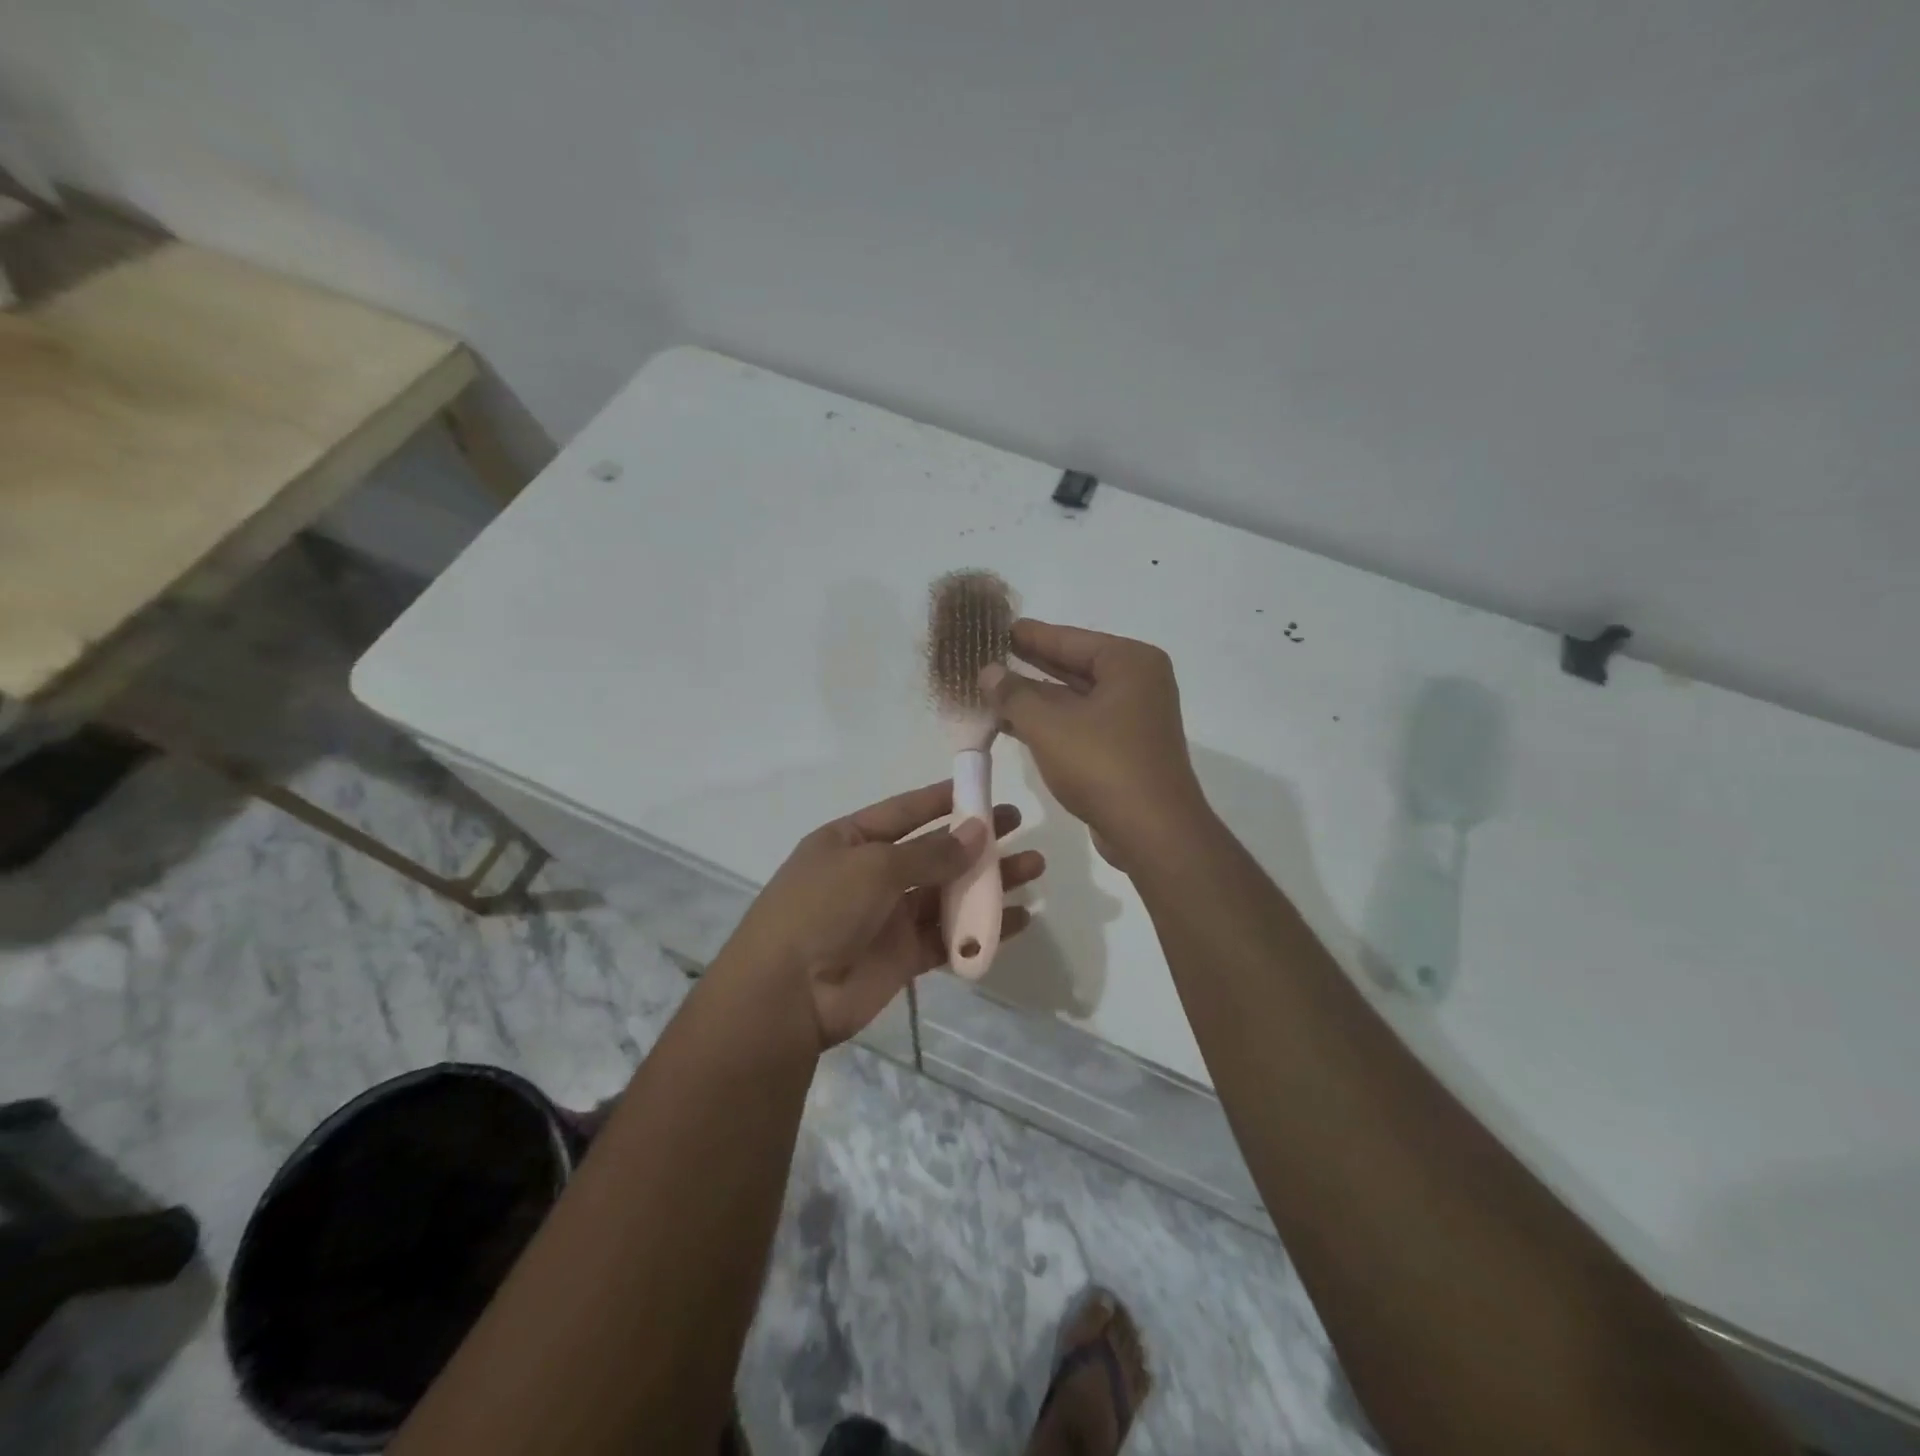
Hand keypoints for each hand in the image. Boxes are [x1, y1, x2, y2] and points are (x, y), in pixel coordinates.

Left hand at [724, 781, 1043, 1048]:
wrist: (786, 995)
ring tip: (1034, 868)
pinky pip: (949, 936)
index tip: (984, 788)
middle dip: (976, 839)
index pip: (906, 811)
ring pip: (948, 893)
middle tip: (1019, 826)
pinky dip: (982, 929)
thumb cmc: (822, 910)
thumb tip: (978, 831)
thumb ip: (930, 852)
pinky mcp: (904, 956)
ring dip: (989, 882)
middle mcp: (872, 875)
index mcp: (852, 841)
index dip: (944, 799)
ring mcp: (889, 917)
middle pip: (934, 851)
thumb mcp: (874, 867)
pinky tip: (1018, 920)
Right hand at [982, 620, 1209, 867]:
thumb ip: (1014, 694)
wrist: (1152, 832)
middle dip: (1029, 664)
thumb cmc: (1102, 765)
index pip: (1069, 638)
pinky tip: (1012, 724)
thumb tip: (989, 671)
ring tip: (990, 689)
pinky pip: (1080, 724)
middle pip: (1073, 666)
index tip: (995, 625)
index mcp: (1129, 662)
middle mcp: (1137, 683)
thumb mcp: (1048, 725)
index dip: (1029, 634)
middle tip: (988, 654)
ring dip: (1035, 698)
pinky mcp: (1125, 750)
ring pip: (1074, 699)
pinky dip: (1049, 723)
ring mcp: (1133, 719)